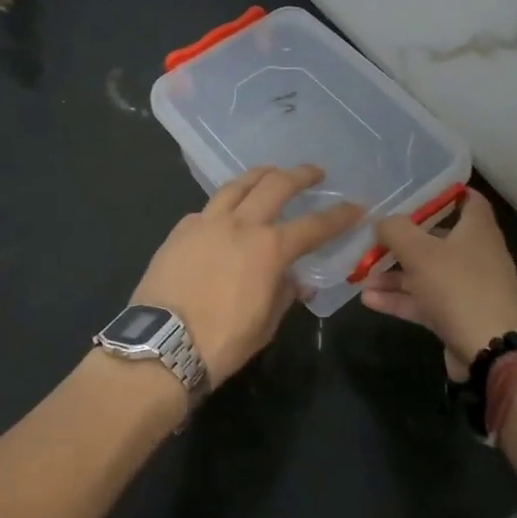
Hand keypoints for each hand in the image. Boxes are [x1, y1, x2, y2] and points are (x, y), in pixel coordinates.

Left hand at [132, 165, 365, 381]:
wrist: (161, 345)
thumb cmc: (222, 342)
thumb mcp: (265, 324)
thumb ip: (284, 294)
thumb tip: (295, 281)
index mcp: (269, 249)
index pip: (314, 225)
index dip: (339, 215)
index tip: (356, 207)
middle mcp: (241, 225)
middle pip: (276, 185)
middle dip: (300, 175)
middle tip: (314, 173)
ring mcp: (207, 222)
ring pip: (238, 185)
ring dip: (260, 175)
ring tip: (271, 172)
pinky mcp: (180, 230)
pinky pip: (208, 208)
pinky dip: (225, 205)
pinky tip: (226, 212)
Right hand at [360, 188, 516, 379]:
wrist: (491, 352)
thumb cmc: (458, 287)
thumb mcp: (420, 252)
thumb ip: (396, 230)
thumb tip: (382, 222)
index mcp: (477, 229)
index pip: (467, 199)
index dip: (443, 192)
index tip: (412, 192)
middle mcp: (475, 254)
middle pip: (438, 237)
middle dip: (404, 238)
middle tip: (374, 236)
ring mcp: (467, 287)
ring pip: (427, 272)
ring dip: (395, 273)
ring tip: (362, 274)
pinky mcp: (458, 315)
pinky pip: (425, 300)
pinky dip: (400, 298)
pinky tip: (369, 300)